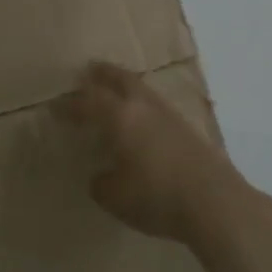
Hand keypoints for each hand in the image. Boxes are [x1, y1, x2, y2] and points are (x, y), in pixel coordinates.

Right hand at [58, 61, 253, 243]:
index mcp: (121, 118)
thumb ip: (102, 183)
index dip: (70, 105)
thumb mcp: (116, 197)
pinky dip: (144, 105)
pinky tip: (144, 119)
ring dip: (127, 86)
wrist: (215, 202)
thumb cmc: (156, 196)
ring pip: (143, 90)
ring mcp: (171, 116)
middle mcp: (145, 108)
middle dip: (103, 74)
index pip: (89, 103)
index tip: (55, 107)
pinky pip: (158, 107)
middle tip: (90, 69)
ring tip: (117, 90)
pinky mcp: (189, 130)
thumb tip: (101, 176)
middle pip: (121, 80)